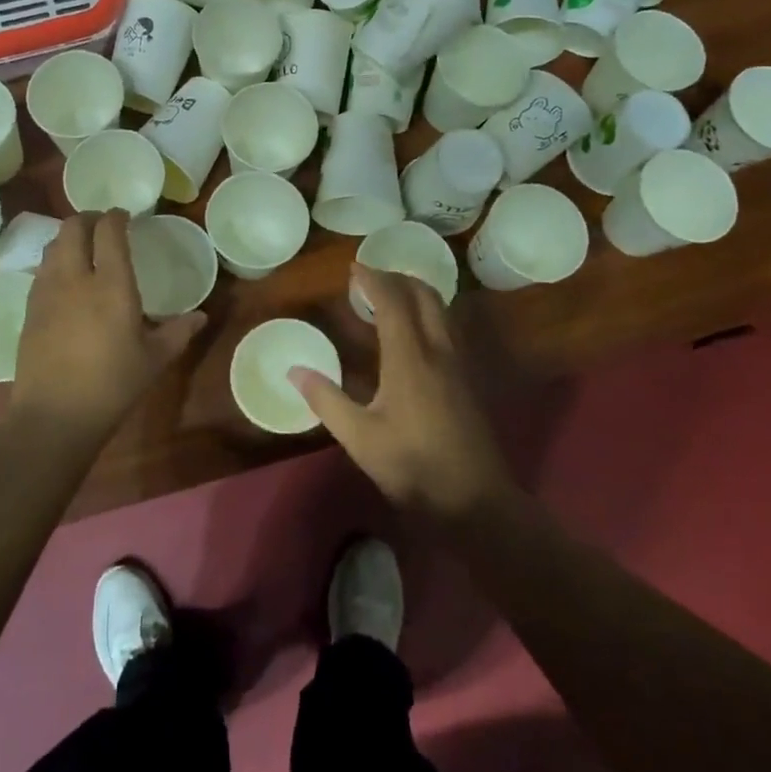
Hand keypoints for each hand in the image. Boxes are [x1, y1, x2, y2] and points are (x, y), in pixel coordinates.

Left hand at [13, 212, 204, 437]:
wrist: (54, 417)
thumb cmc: (112, 385)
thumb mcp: (154, 360)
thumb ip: (179, 332)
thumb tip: (201, 316)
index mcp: (111, 284)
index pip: (109, 231)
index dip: (116, 216)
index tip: (125, 216)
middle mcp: (75, 278)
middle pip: (73, 227)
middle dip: (89, 218)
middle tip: (103, 226)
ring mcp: (47, 292)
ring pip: (53, 245)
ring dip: (69, 238)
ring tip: (84, 248)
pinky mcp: (30, 310)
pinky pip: (41, 270)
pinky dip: (55, 262)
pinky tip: (66, 280)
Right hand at [291, 265, 514, 522]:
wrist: (476, 503)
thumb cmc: (414, 469)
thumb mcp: (360, 439)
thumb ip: (326, 400)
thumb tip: (294, 371)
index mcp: (410, 358)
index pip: (393, 301)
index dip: (373, 279)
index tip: (353, 268)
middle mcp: (438, 350)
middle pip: (425, 294)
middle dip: (398, 277)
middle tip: (371, 278)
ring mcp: (459, 364)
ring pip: (442, 309)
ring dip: (416, 292)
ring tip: (390, 297)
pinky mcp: (468, 379)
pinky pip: (448, 327)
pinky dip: (428, 313)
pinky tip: (413, 334)